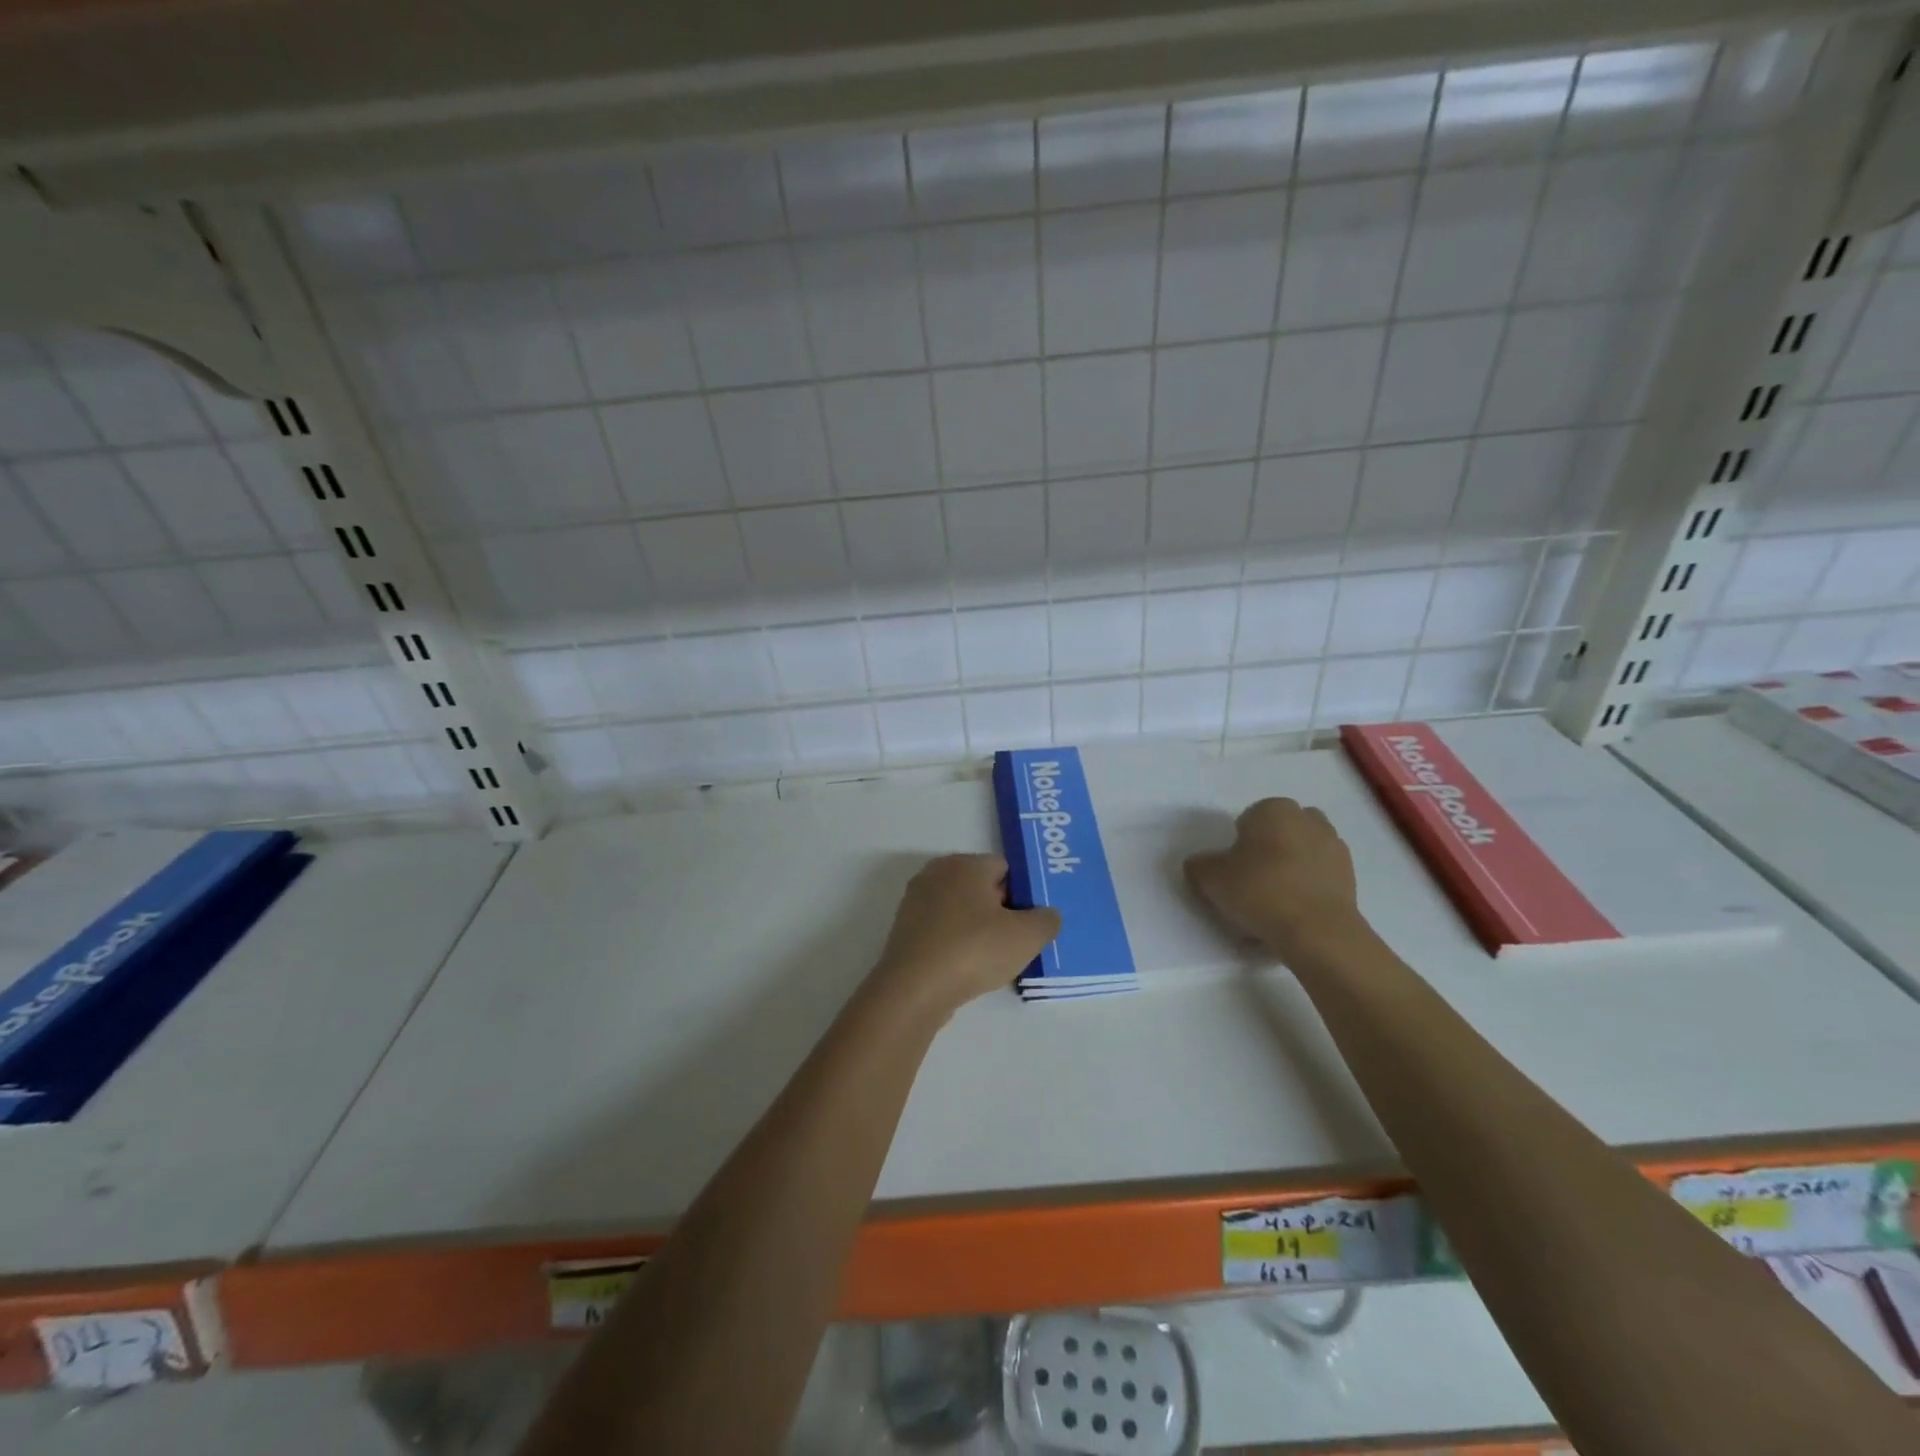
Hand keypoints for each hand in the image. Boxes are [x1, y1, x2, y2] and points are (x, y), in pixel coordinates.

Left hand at [870, 854, 1061, 1017]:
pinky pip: (942, 930)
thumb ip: (1046, 920)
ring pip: (960, 910)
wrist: (913, 989)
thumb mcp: (1027, 936)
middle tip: (1018, 941)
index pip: (1005, 868)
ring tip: (993, 960)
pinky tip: (966, 968)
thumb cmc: (973, 950)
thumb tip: (1046, 915)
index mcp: (965, 864)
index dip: (1024, 893)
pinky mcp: (904, 930)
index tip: (1032, 921)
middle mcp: (937, 873)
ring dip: (978, 930)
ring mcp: (916, 901)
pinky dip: (956, 944)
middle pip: (981, 887)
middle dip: (1001, 910)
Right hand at [1185, 798, 1367, 961]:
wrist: (1317, 932)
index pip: (1247, 820)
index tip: (1232, 872)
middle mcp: (1309, 819)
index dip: (1236, 846)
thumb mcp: (1210, 878)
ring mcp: (1335, 847)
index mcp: (1274, 809)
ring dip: (1288, 870)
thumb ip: (1199, 864)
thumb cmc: (1260, 891)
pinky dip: (1306, 891)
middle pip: (1278, 834)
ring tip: (1272, 905)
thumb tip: (1200, 864)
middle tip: (1251, 883)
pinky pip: (1318, 878)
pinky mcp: (1350, 877)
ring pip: (1300, 855)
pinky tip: (1292, 916)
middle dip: (1266, 852)